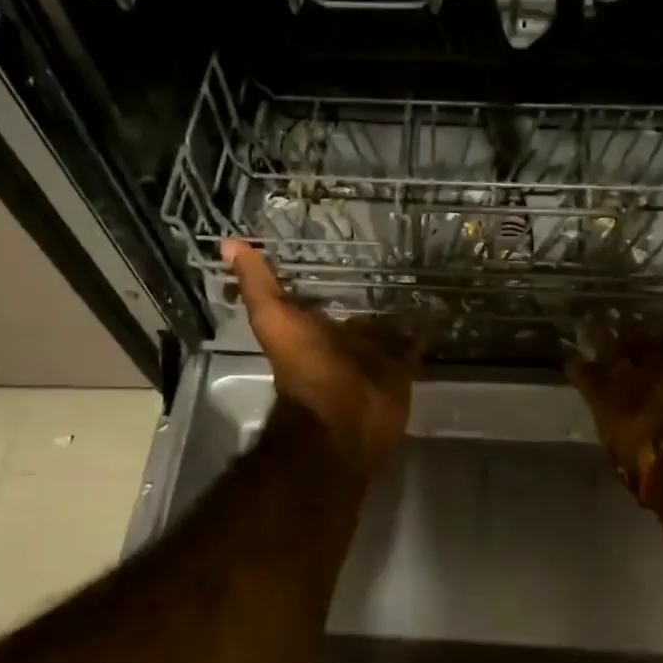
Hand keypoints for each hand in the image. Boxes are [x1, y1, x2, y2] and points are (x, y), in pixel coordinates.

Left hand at [224, 240, 417, 475]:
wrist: (343, 420)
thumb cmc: (306, 367)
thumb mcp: (273, 320)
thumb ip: (257, 284)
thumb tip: (228, 242)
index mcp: (312, 328)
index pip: (319, 296)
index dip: (326, 275)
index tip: (340, 243)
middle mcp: (342, 340)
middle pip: (357, 312)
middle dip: (370, 291)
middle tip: (392, 257)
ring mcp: (374, 356)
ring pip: (387, 326)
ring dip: (398, 309)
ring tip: (420, 277)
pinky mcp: (401, 369)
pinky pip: (414, 346)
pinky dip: (423, 331)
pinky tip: (435, 309)